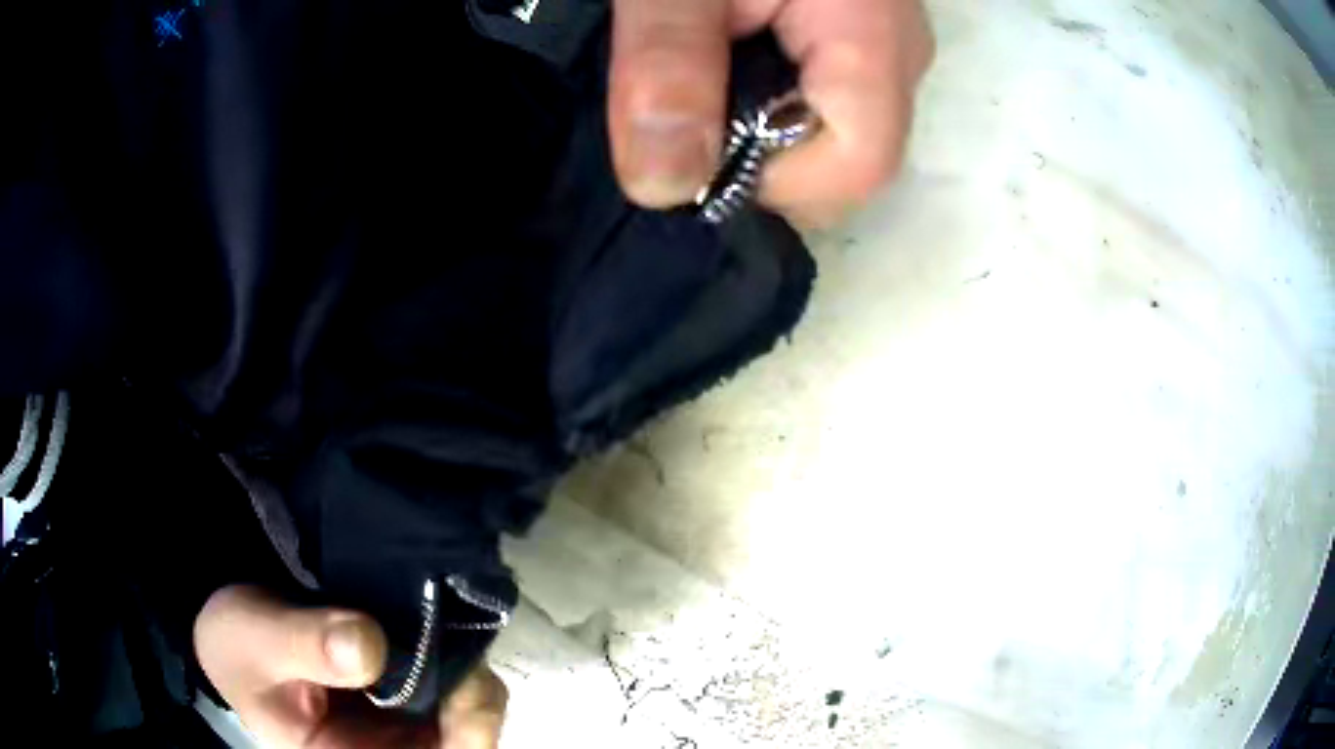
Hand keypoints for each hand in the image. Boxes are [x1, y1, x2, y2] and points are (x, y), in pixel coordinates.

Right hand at [195, 585, 506, 748]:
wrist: (234, 627)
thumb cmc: (237, 644)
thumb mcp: (254, 640)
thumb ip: (304, 643)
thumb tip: (369, 643)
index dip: (465, 737)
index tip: (461, 686)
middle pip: (465, 741)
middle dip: (472, 699)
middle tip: (450, 640)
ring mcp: (403, 724)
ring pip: (469, 710)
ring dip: (465, 671)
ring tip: (437, 621)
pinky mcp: (406, 692)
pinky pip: (454, 680)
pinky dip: (454, 652)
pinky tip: (431, 620)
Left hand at [609, 0, 933, 225]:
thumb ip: (669, 67)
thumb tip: (665, 188)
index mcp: (872, 41)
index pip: (855, 171)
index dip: (770, 183)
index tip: (693, 148)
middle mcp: (900, 59)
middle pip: (843, 162)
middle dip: (757, 157)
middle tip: (683, 101)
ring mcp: (885, 50)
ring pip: (829, 135)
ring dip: (753, 128)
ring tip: (697, 71)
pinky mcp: (860, 41)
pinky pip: (821, 101)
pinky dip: (763, 99)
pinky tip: (721, 60)